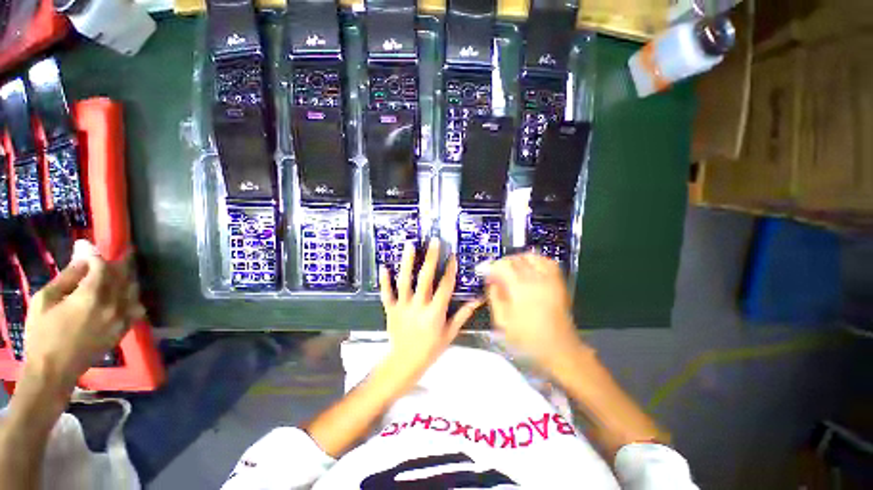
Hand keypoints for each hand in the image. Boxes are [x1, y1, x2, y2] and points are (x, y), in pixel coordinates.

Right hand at [23, 240, 143, 392]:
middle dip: (121, 261)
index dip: (95, 255)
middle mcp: (113, 305)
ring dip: (129, 277)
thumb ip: (67, 276)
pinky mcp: (124, 330)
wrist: (53, 371)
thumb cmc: (42, 334)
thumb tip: (83, 256)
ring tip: (122, 269)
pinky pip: (136, 307)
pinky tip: (126, 292)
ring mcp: (122, 319)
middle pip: (123, 276)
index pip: (102, 266)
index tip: (88, 247)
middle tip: (122, 250)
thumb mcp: (45, 299)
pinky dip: (133, 296)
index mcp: (91, 296)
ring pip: (133, 290)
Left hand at [379, 239, 481, 386]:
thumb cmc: (430, 349)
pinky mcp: (390, 309)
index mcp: (435, 313)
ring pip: (405, 281)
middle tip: (433, 242)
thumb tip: (476, 301)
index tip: (452, 256)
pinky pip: (386, 294)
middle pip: (425, 279)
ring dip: (407, 263)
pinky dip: (384, 281)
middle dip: (430, 258)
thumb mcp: (450, 334)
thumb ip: (462, 315)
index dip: (449, 270)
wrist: (405, 363)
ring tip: (410, 246)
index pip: (444, 287)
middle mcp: (419, 306)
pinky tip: (384, 266)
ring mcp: (402, 307)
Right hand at [484, 253, 587, 365]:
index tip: (487, 275)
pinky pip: (546, 261)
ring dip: (517, 260)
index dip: (492, 268)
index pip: (502, 265)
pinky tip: (529, 268)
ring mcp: (549, 279)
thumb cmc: (528, 338)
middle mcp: (535, 279)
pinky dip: (535, 260)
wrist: (559, 347)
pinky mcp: (558, 282)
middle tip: (497, 276)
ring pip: (529, 256)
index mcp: (519, 289)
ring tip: (512, 271)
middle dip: (502, 264)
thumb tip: (491, 281)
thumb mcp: (502, 322)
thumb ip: (494, 297)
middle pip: (514, 259)